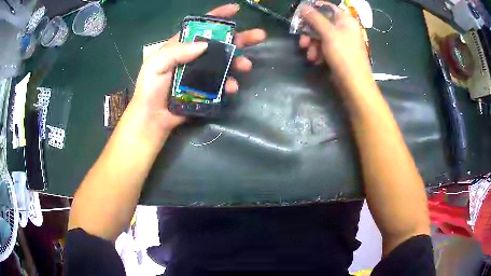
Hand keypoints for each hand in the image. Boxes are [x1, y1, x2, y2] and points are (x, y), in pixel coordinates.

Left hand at [131, 4, 266, 134]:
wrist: (152, 118)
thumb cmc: (150, 89)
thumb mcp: (156, 65)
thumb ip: (177, 51)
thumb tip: (205, 44)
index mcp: (182, 46)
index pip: (201, 26)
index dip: (218, 16)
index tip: (236, 9)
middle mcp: (194, 57)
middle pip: (220, 43)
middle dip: (240, 38)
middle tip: (260, 36)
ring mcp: (202, 74)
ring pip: (225, 63)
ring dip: (238, 62)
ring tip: (246, 66)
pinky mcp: (206, 90)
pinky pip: (222, 84)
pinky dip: (230, 84)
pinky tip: (232, 87)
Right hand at [299, 1, 373, 92]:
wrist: (354, 84)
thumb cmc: (344, 56)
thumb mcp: (328, 34)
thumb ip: (315, 19)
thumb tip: (304, 7)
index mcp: (345, 20)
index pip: (327, 7)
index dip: (313, 9)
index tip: (300, 15)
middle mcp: (344, 28)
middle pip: (321, 22)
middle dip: (310, 32)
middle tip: (302, 41)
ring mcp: (342, 41)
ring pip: (321, 36)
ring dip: (312, 45)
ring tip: (310, 56)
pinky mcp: (338, 53)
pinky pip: (324, 47)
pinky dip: (318, 52)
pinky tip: (316, 60)